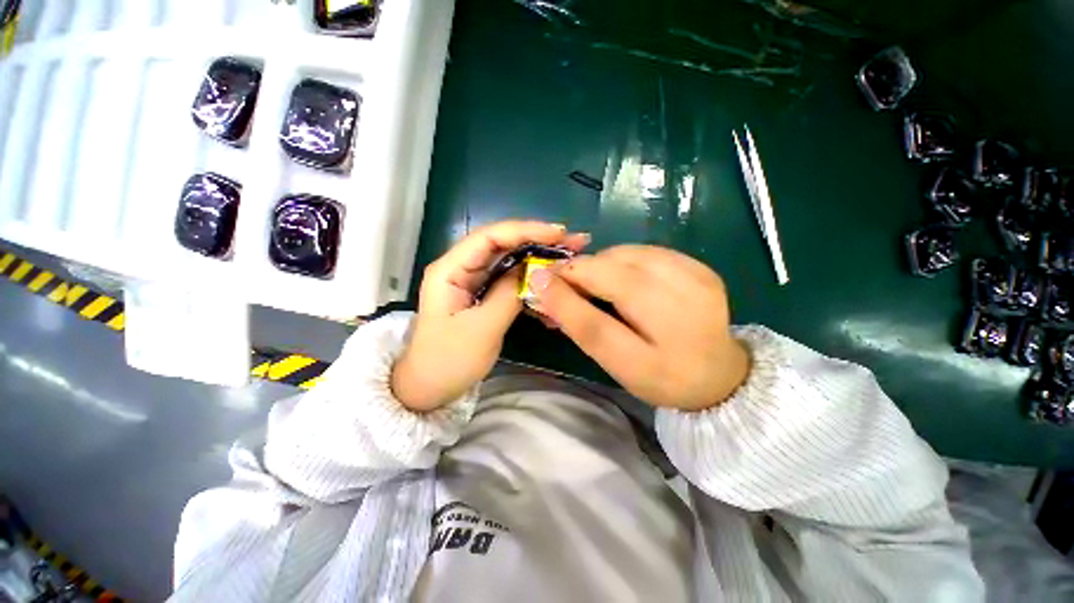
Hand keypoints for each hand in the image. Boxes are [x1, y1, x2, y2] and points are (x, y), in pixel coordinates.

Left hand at [392, 220, 589, 410]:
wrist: (430, 387)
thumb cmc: (449, 360)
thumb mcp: (482, 329)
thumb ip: (507, 295)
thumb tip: (532, 270)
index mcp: (450, 269)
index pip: (490, 236)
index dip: (525, 231)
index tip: (558, 234)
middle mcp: (460, 267)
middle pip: (501, 243)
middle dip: (537, 240)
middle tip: (572, 242)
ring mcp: (472, 280)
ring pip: (508, 259)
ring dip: (536, 256)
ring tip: (567, 256)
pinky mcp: (482, 293)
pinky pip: (509, 278)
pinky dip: (530, 277)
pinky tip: (549, 280)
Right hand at [529, 245, 749, 410]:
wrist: (719, 373)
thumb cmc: (660, 376)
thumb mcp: (616, 364)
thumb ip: (581, 327)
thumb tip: (546, 288)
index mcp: (657, 359)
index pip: (598, 326)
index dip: (564, 298)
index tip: (539, 279)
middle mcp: (682, 315)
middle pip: (616, 276)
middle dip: (581, 271)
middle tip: (564, 278)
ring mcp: (698, 283)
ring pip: (630, 255)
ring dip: (601, 263)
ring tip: (594, 279)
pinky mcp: (702, 268)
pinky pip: (647, 251)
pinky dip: (624, 258)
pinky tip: (622, 275)